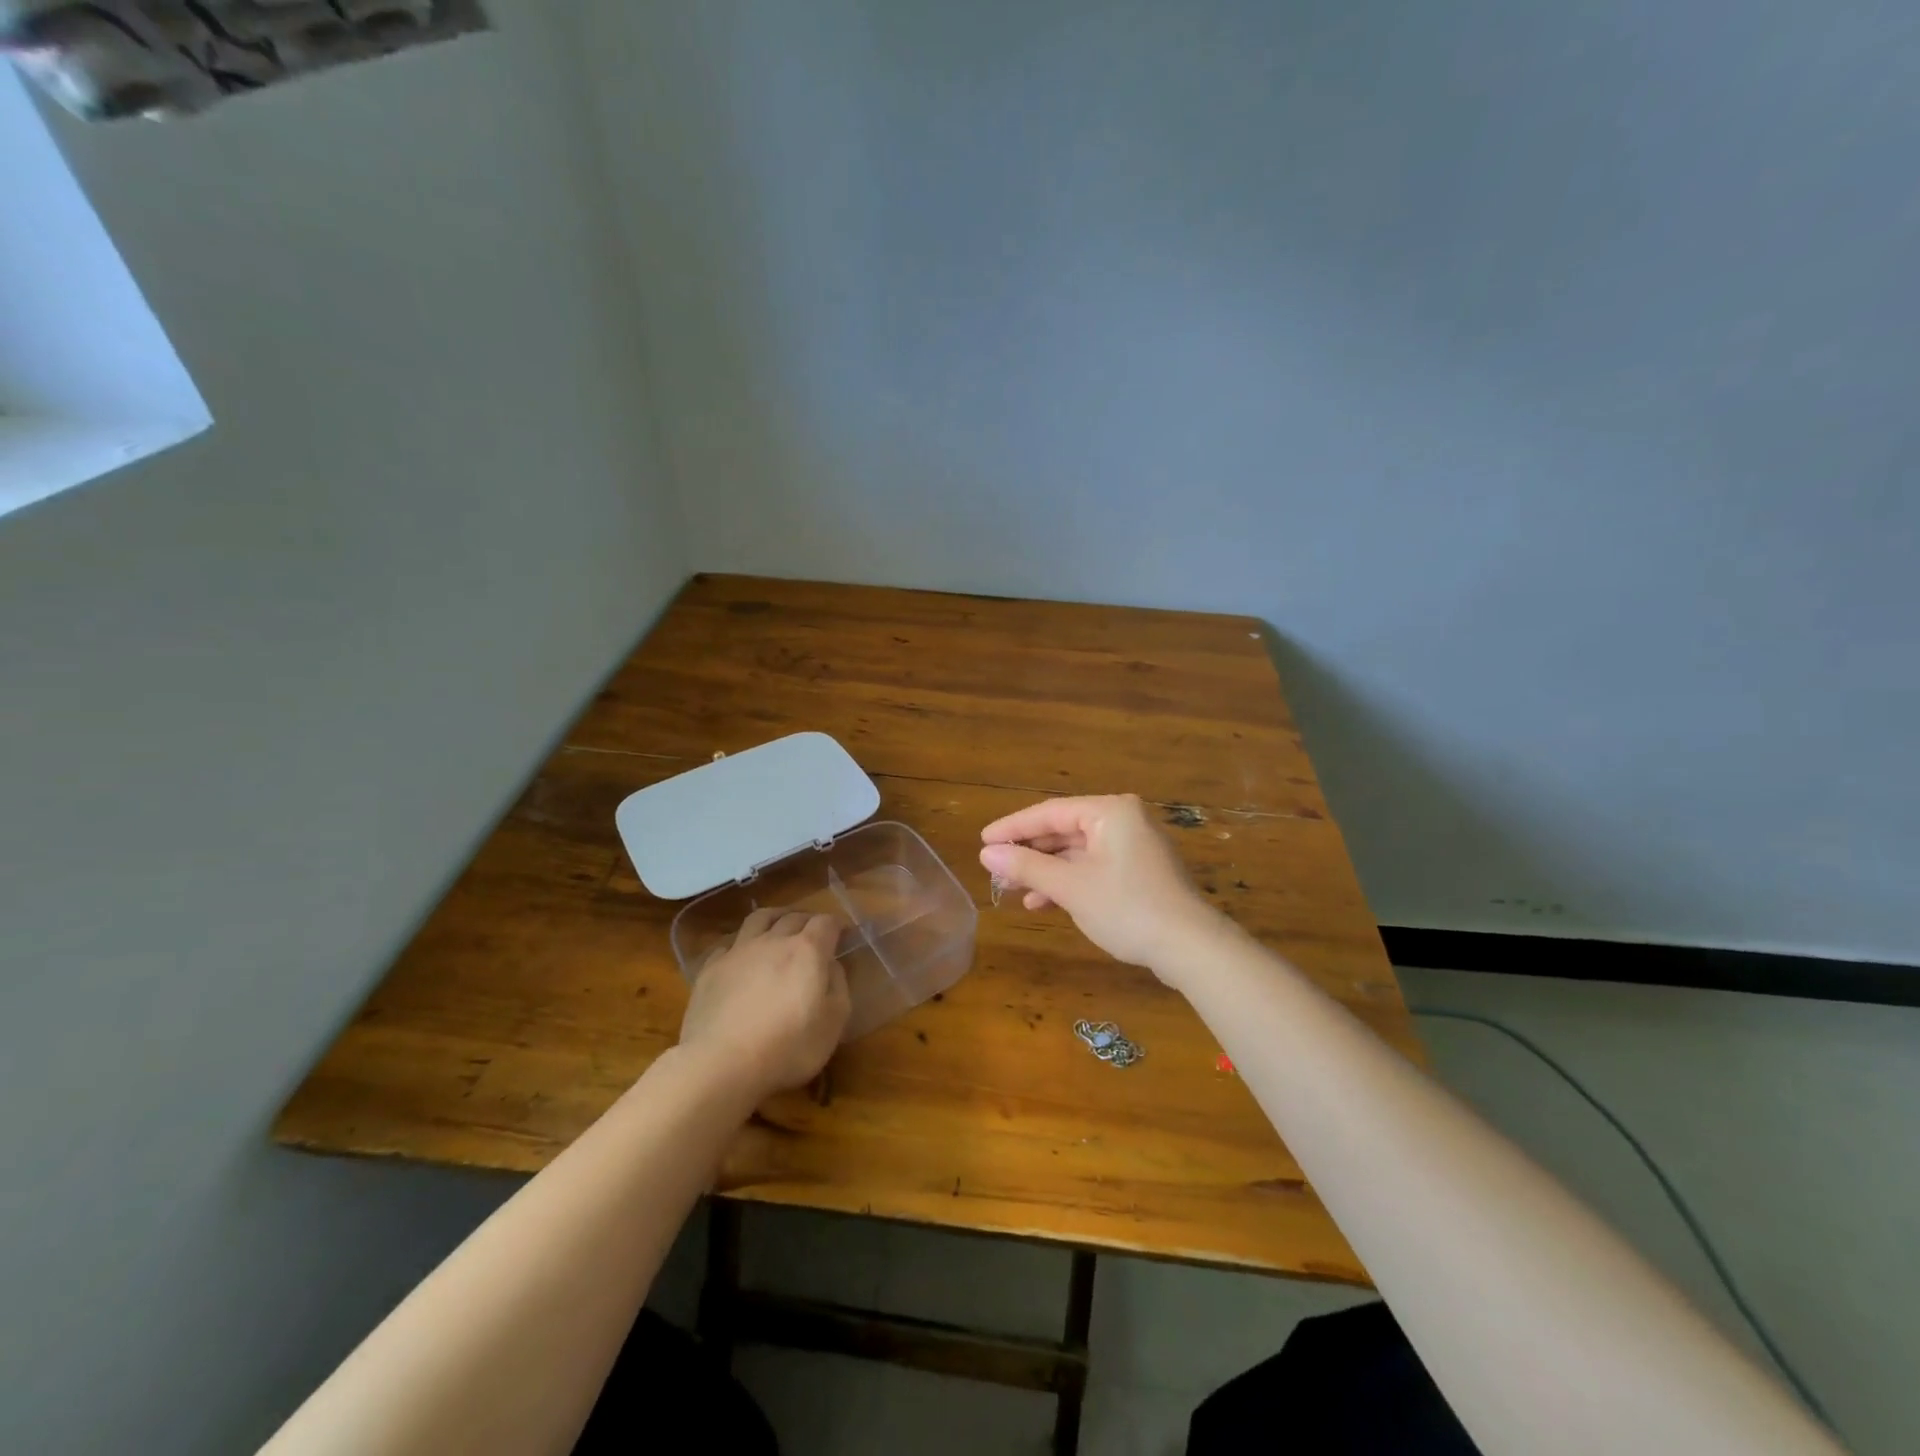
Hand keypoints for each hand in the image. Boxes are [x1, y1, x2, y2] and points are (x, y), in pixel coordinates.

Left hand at [678, 909, 850, 1099]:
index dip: (837, 925)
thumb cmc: (787, 1047)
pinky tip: (742, 957)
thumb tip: (831, 966)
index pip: (826, 922)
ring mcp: (739, 951)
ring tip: (780, 927)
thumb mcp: (833, 1023)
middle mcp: (773, 941)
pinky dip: (742, 944)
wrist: (720, 1064)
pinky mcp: (711, 968)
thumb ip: (838, 986)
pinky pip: (729, 944)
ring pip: (759, 918)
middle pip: (794, 916)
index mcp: (807, 951)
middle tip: (814, 933)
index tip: (843, 935)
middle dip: (808, 920)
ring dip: (775, 918)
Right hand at [979, 794, 1224, 980]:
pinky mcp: (1138, 870)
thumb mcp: (1071, 887)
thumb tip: (987, 853)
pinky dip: (1068, 881)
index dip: (1012, 827)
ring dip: (1045, 870)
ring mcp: (1133, 845)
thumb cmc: (1127, 908)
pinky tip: (1043, 902)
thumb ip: (1027, 866)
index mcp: (1110, 811)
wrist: (1190, 947)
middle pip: (1063, 831)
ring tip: (1012, 889)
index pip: (1049, 813)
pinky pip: (1093, 866)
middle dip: (1028, 853)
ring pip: (1076, 852)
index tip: (983, 841)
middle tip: (995, 869)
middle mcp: (1123, 820)